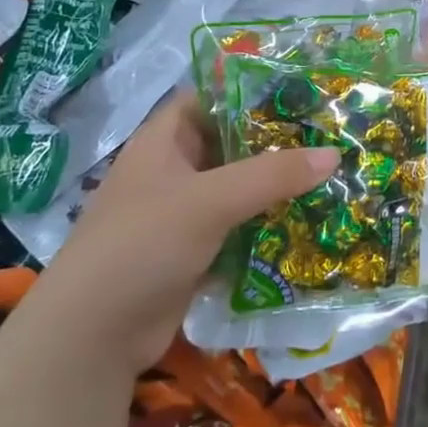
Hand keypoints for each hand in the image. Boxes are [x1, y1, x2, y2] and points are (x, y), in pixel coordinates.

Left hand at [31, 94, 338, 359]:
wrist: (92, 336)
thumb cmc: (142, 245)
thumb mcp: (209, 201)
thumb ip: (272, 175)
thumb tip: (334, 153)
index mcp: (164, 141)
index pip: (211, 97)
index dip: (252, 90)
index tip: (303, 92)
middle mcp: (173, 170)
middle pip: (231, 143)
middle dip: (277, 141)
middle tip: (331, 135)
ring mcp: (182, 213)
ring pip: (239, 187)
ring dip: (277, 185)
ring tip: (332, 175)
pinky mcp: (194, 251)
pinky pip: (239, 225)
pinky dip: (267, 223)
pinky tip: (309, 220)